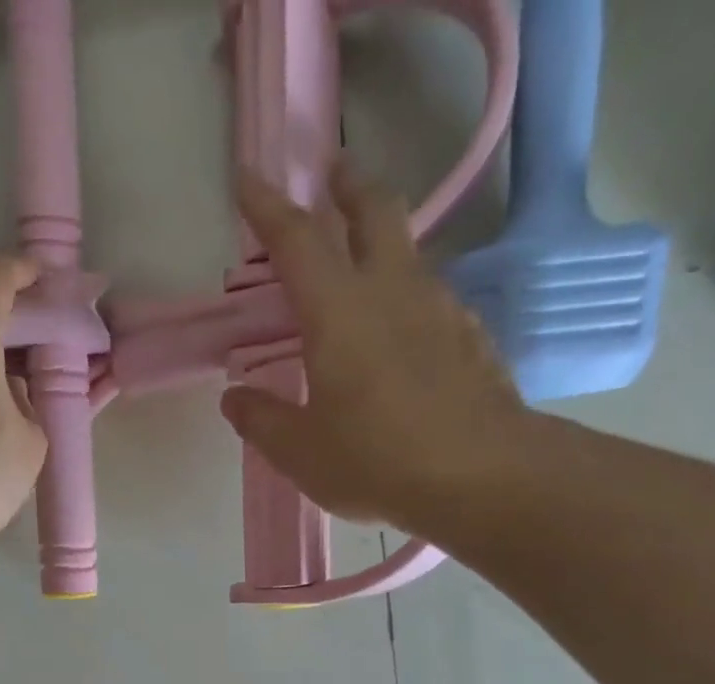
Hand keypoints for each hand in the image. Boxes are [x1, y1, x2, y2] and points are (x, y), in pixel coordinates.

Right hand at [221, 163, 536, 538]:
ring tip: (365, 264)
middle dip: (348, 186)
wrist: (479, 475)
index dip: (267, 206)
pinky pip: (433, 298)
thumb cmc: (375, 461)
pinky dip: (410, 296)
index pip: (295, 239)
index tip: (249, 178)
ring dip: (383, 241)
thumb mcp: (301, 453)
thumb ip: (262, 421)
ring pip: (409, 251)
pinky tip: (405, 332)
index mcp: (338, 312)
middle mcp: (391, 290)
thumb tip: (234, 398)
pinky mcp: (471, 335)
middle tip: (332, 176)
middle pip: (373, 210)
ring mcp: (440, 308)